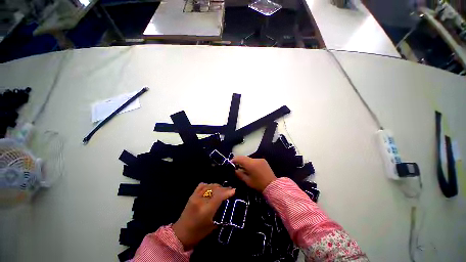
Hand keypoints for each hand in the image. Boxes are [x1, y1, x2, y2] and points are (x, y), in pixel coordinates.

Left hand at [173, 183, 234, 250]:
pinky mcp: (192, 195)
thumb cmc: (199, 233)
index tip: (234, 190)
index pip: (219, 196)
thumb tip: (229, 204)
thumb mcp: (213, 225)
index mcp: (206, 210)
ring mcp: (195, 196)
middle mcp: (201, 200)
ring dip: (217, 186)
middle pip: (215, 189)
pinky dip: (208, 185)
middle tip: (230, 190)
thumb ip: (221, 214)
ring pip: (209, 185)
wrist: (181, 233)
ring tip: (222, 189)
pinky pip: (202, 185)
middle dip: (224, 188)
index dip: (227, 192)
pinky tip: (211, 188)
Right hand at [232, 156, 276, 191]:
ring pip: (249, 158)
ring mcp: (260, 159)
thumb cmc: (258, 185)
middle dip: (239, 160)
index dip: (234, 160)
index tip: (230, 163)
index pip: (239, 158)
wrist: (273, 186)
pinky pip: (254, 160)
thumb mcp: (247, 181)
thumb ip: (239, 174)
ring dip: (245, 161)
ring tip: (242, 167)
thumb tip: (234, 170)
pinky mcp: (263, 160)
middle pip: (244, 157)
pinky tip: (250, 168)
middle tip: (235, 165)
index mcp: (250, 164)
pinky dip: (250, 162)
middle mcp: (255, 159)